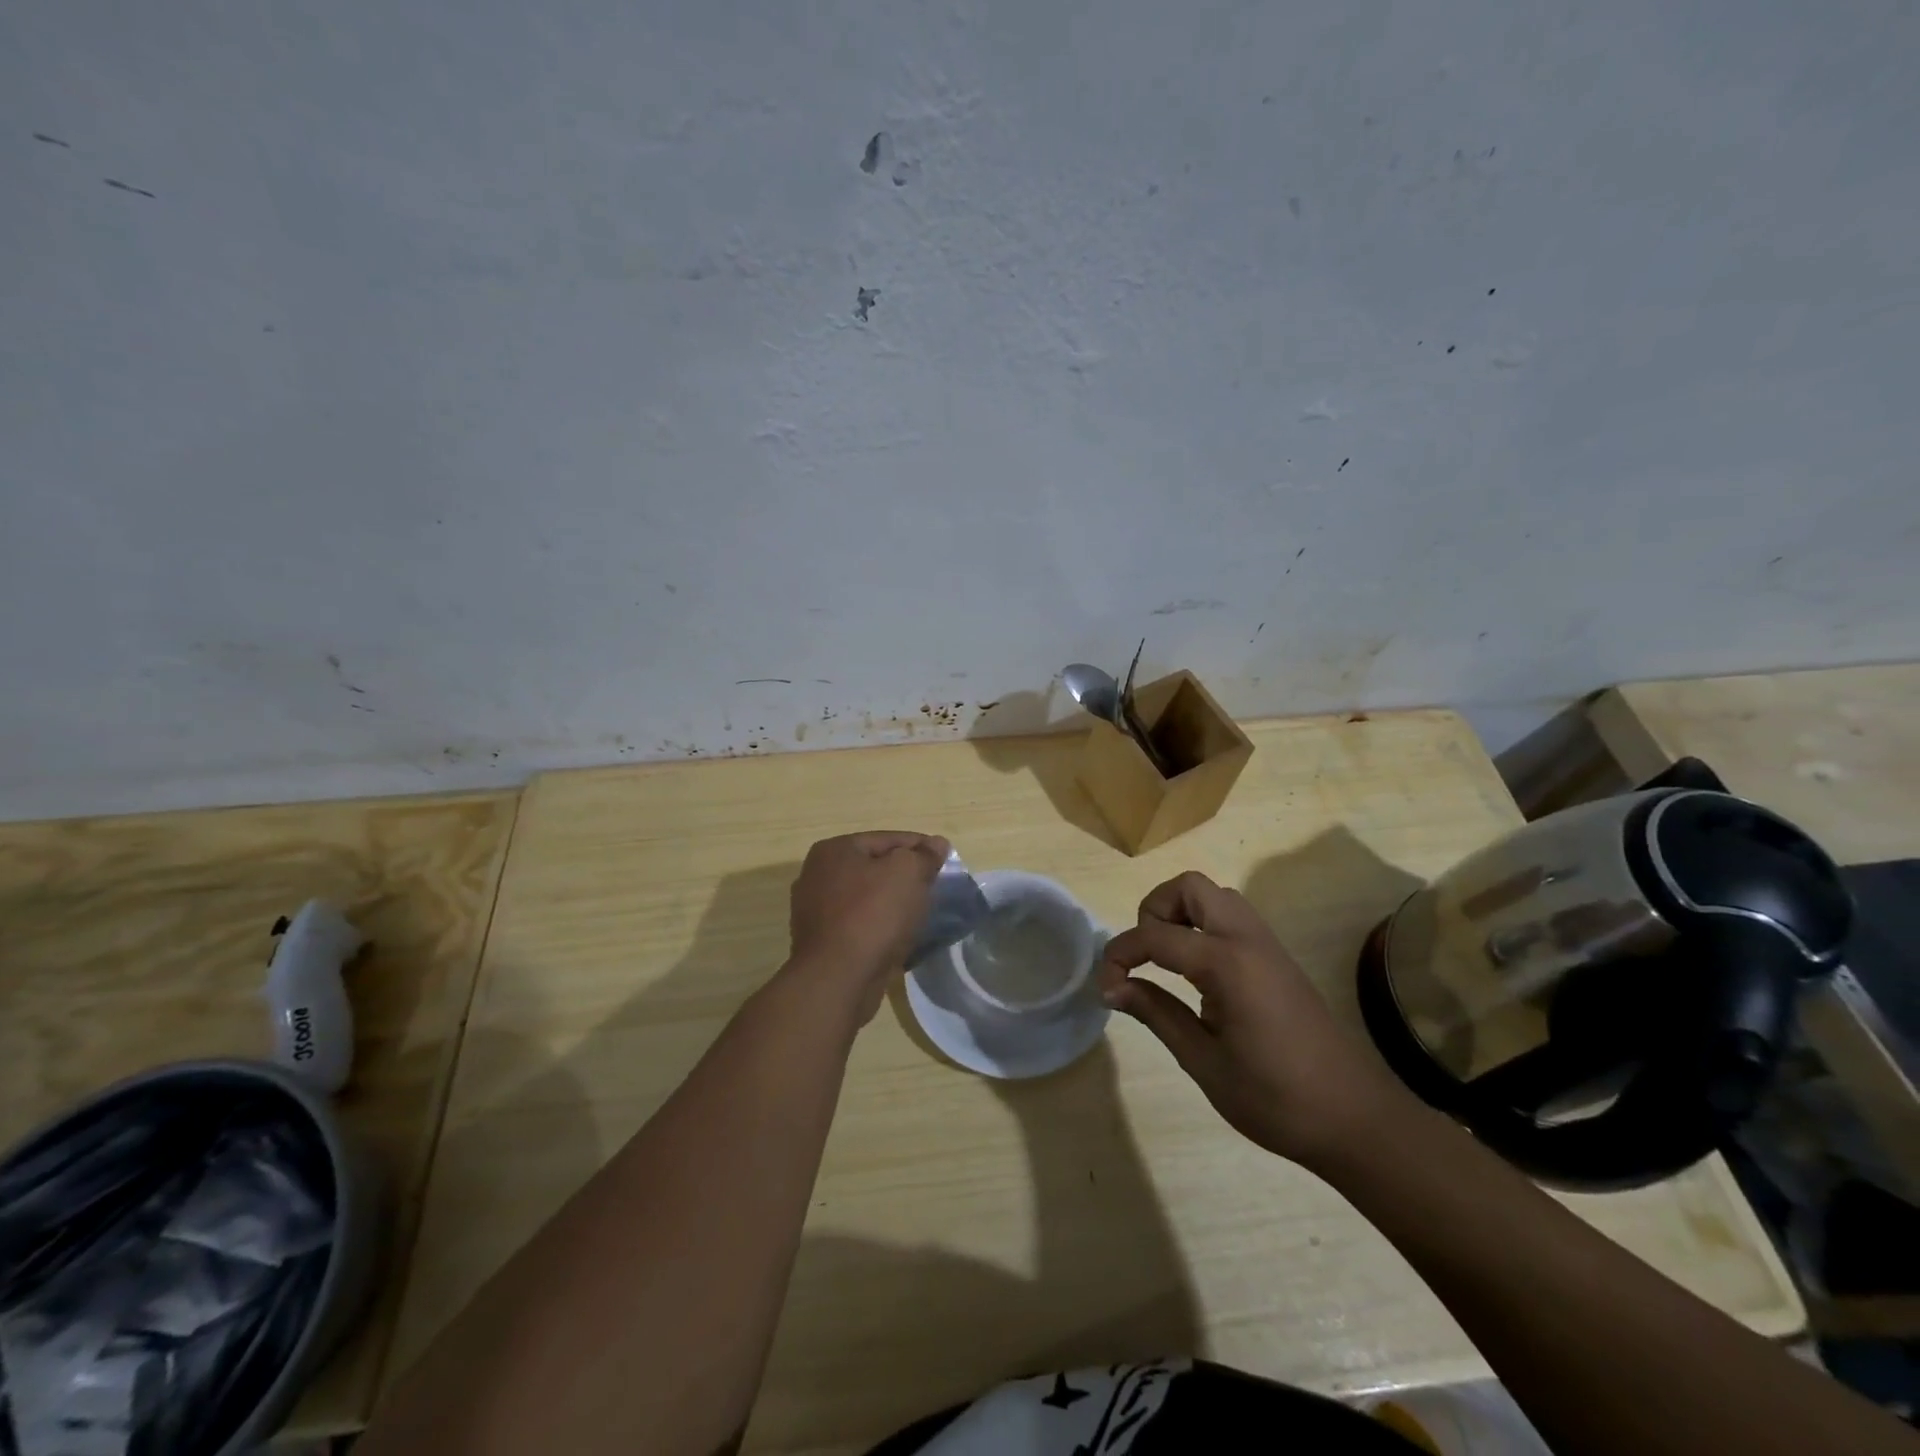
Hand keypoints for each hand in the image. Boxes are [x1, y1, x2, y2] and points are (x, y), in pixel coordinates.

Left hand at [787, 831, 949, 1021]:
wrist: (838, 979)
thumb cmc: (873, 915)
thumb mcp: (908, 873)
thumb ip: (924, 856)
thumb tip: (937, 844)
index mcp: (834, 850)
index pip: (887, 839)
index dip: (920, 846)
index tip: (946, 858)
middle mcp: (818, 875)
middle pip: (875, 867)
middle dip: (905, 875)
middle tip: (934, 886)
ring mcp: (815, 910)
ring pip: (867, 898)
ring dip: (893, 902)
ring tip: (922, 912)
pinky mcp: (822, 941)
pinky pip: (860, 924)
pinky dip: (880, 926)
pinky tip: (900, 936)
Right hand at [1100, 871, 1410, 1167]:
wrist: (1356, 1119)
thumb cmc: (1275, 1098)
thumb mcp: (1203, 1061)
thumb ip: (1155, 1013)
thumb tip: (1112, 986)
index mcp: (1228, 963)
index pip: (1156, 936)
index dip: (1120, 954)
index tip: (1105, 986)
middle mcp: (1248, 939)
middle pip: (1190, 887)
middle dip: (1154, 910)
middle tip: (1144, 956)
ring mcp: (1267, 945)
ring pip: (1214, 896)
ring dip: (1181, 914)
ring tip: (1166, 962)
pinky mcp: (1277, 958)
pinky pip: (1232, 918)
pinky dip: (1203, 926)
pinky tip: (1197, 974)